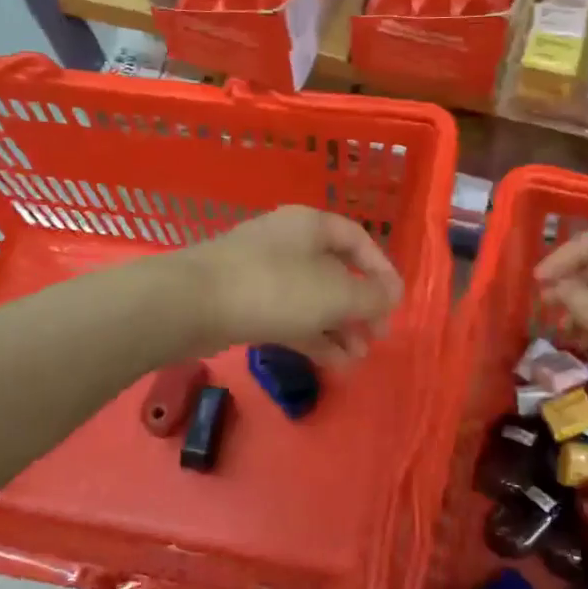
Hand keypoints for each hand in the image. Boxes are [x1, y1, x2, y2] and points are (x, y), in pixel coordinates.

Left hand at [178, 205, 403, 366]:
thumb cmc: (274, 288)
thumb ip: (370, 297)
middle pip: (336, 272)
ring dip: (338, 327)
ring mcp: (264, 272)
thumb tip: (392, 295)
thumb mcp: (334, 293)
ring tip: (357, 360)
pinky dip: (312, 336)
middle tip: (377, 338)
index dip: (382, 271)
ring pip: (312, 298)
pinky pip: (289, 315)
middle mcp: (289, 242)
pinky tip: (332, 362)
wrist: (191, 303)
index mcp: (311, 225)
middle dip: (360, 307)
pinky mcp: (246, 302)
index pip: (359, 241)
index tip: (396, 304)